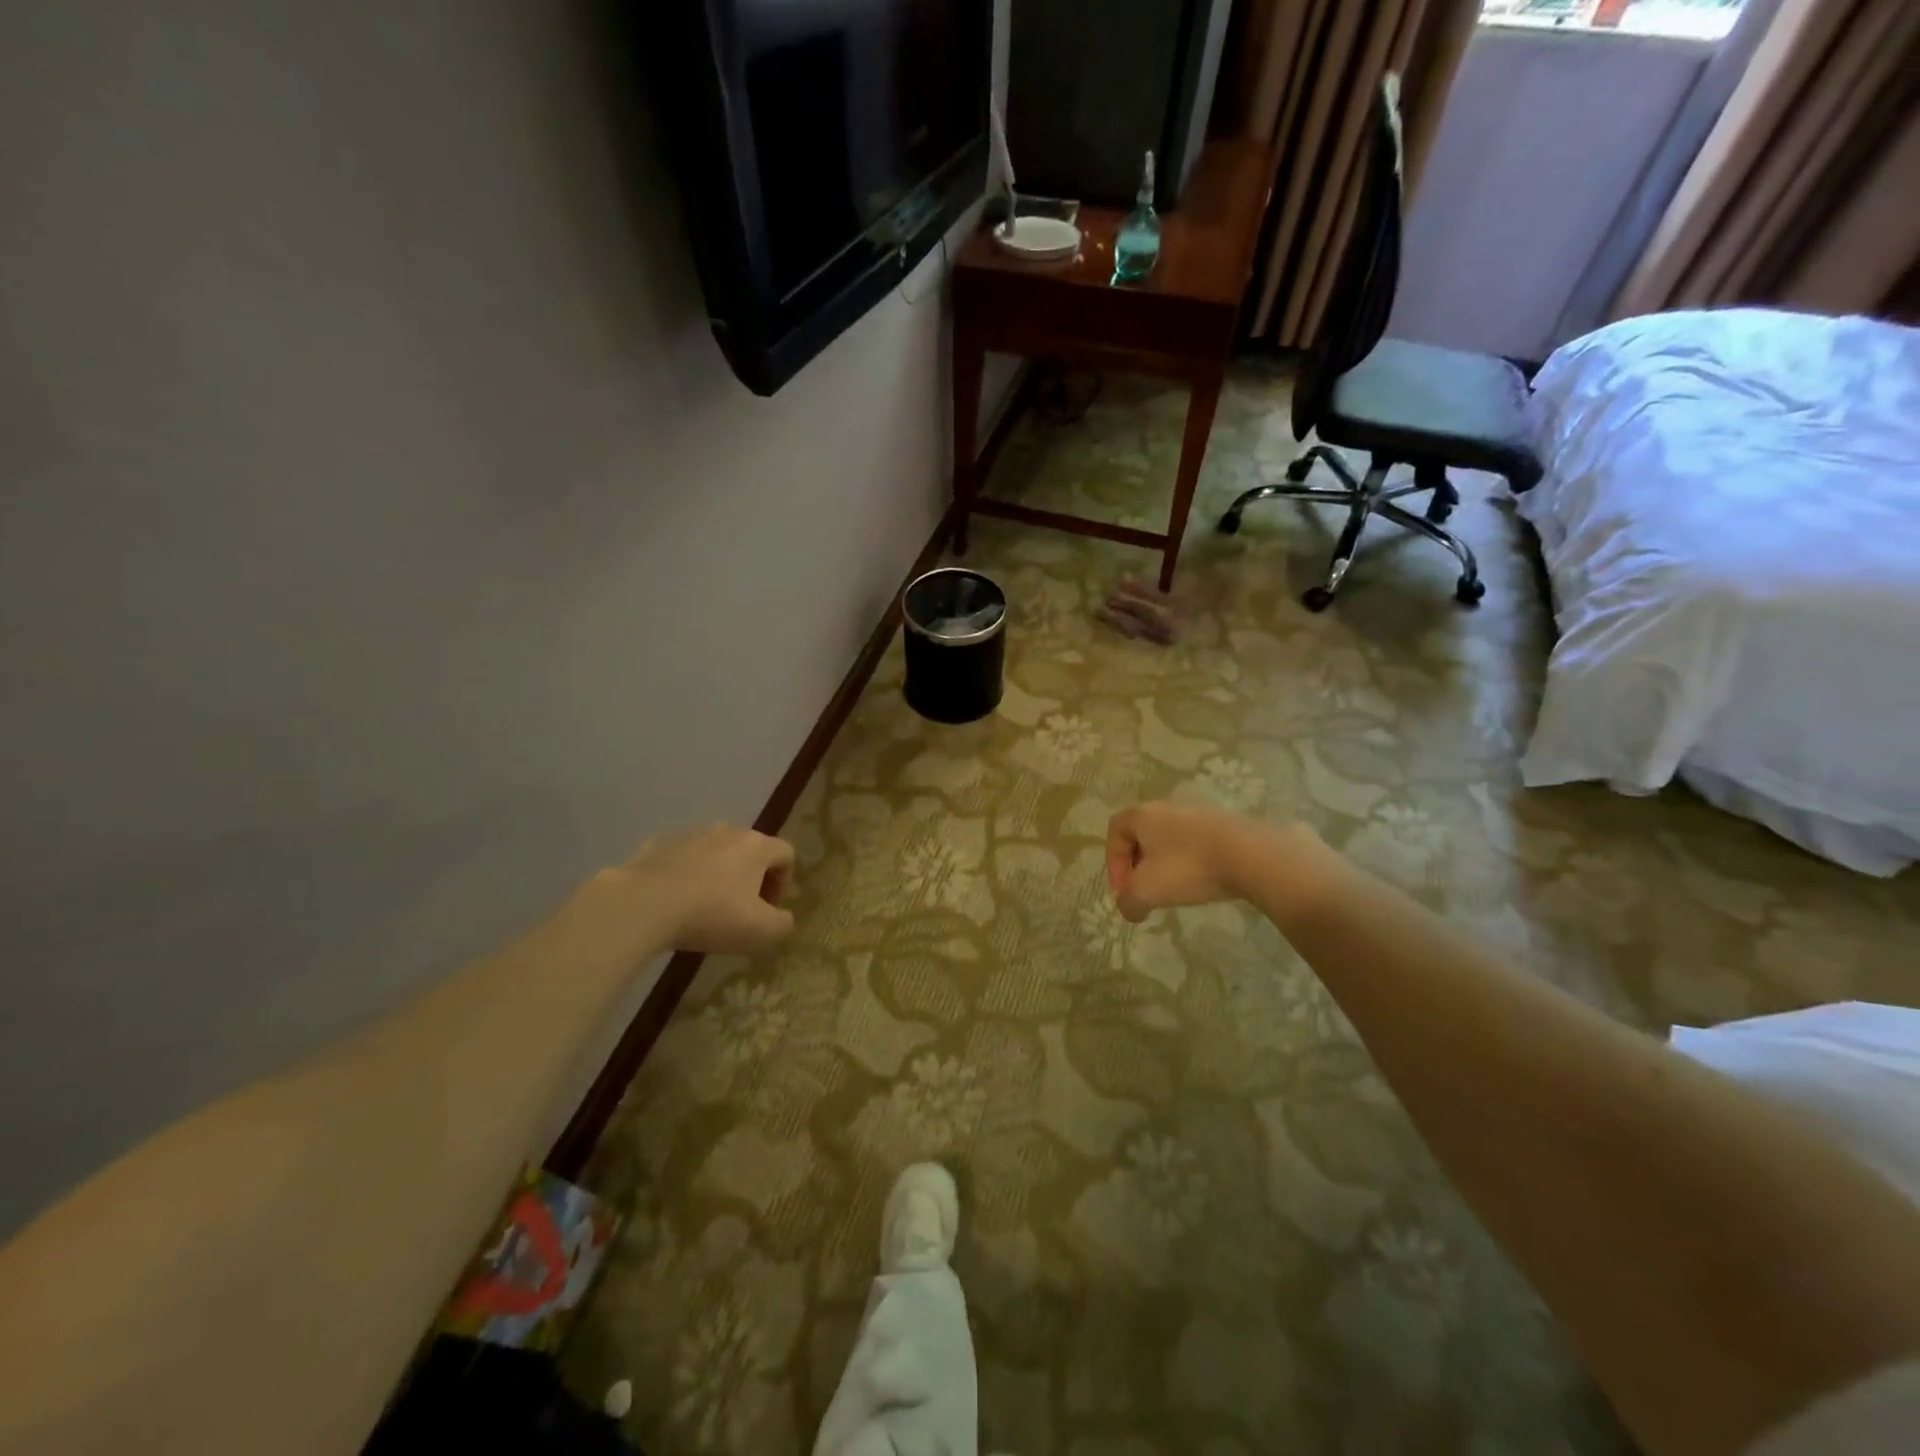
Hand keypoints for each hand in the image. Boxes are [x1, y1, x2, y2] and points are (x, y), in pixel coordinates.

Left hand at [587, 825, 796, 956]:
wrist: (642, 905)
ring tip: (704, 908)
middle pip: (750, 850)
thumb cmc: (711, 915)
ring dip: (717, 875)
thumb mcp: (760, 932)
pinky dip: (685, 876)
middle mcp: (727, 831)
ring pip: (714, 853)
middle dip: (751, 878)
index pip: (786, 854)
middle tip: (740, 911)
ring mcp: (690, 835)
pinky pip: (681, 859)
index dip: (784, 882)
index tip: (770, 909)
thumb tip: (784, 919)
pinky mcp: (658, 844)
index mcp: (756, 846)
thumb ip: (783, 925)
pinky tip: (673, 902)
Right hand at [1105, 801, 1281, 922]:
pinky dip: (1192, 864)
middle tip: (1146, 891)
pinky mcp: (1226, 827)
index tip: (1124, 889)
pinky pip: (1198, 845)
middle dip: (1139, 865)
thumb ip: (1128, 902)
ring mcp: (1200, 815)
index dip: (1112, 861)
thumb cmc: (1188, 868)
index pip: (1115, 829)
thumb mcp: (1146, 891)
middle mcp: (1168, 808)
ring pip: (1171, 840)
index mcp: (1143, 815)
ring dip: (1166, 865)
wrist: (1251, 856)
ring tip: (1175, 891)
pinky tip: (1203, 884)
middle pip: (1142, 834)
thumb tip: (1129, 909)